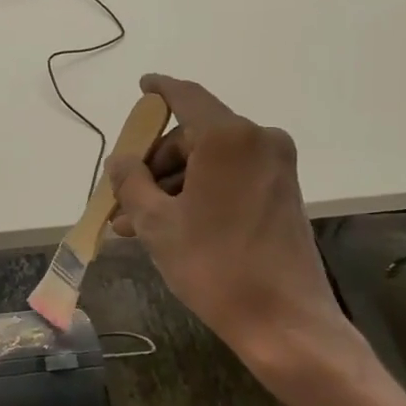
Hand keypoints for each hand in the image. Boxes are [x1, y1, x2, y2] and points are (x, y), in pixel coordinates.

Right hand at [107, 74, 351, 360]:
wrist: (284, 320)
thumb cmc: (214, 265)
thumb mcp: (156, 223)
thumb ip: (131, 181)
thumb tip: (121, 160)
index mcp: (228, 137)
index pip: (186, 96)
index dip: (159, 90)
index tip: (142, 86)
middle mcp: (258, 140)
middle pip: (194, 135)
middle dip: (155, 163)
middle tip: (123, 197)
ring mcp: (276, 166)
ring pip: (210, 161)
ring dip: (173, 184)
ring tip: (136, 223)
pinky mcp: (283, 191)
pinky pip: (231, 177)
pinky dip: (200, 192)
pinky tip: (170, 224)